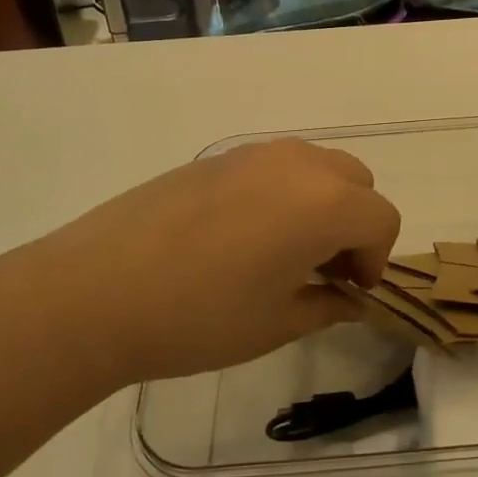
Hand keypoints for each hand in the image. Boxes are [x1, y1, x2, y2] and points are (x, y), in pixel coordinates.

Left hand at [0, 139, 400, 383]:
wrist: (95, 290)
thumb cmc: (199, 316)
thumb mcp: (275, 323)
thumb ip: (327, 305)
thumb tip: (350, 299)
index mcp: (325, 202)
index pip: (381, 219)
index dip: (376, 260)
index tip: (350, 293)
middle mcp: (299, 163)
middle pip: (356, 182)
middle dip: (355, 224)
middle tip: (324, 270)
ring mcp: (255, 153)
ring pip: (317, 168)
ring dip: (322, 204)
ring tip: (285, 252)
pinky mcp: (219, 156)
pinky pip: (275, 167)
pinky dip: (284, 193)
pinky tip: (244, 236)